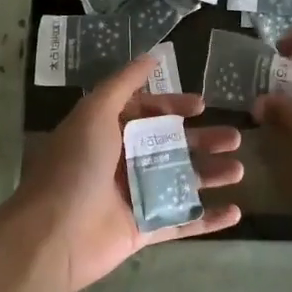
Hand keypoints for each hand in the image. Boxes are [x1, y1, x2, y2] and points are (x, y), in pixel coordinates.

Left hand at [10, 53, 242, 291]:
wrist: (52, 235)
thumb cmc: (75, 166)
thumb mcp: (95, 113)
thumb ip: (123, 84)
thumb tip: (151, 55)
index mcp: (107, 132)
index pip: (145, 113)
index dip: (173, 106)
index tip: (202, 105)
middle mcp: (121, 161)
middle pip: (170, 146)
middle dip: (202, 140)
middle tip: (235, 138)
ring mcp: (134, 197)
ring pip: (181, 181)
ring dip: (211, 174)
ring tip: (239, 169)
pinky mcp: (143, 230)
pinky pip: (182, 222)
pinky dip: (208, 218)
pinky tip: (236, 212)